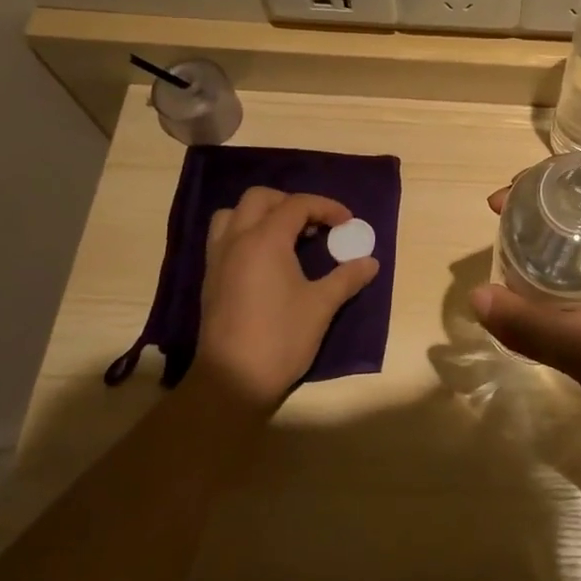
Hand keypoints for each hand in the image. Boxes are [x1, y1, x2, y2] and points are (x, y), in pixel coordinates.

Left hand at [195, 187, 379, 412]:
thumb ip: (347, 277)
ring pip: (233, 214)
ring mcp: (218, 259)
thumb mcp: (322, 306)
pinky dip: (245, 233)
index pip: (297, 204)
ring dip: (261, 214)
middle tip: (315, 224)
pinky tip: (266, 260)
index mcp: (265, 240)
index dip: (326, 207)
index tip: (347, 223)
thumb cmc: (281, 338)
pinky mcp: (210, 279)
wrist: (231, 382)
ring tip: (286, 236)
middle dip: (291, 203)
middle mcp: (237, 240)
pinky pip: (223, 237)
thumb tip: (371, 262)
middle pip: (260, 198)